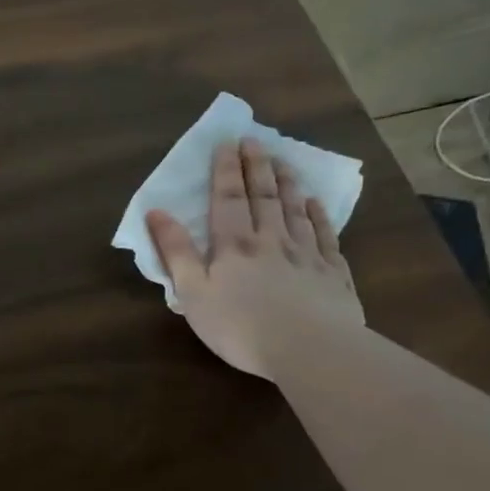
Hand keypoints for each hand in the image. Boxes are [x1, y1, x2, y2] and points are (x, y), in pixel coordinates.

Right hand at [146, 137, 361, 378]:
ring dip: (287, 184)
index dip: (225, 170)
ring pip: (295, 210)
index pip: (227, 199)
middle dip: (256, 167)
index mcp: (233, 245)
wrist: (310, 350)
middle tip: (255, 140)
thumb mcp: (193, 293)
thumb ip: (176, 252)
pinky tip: (316, 204)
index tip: (226, 143)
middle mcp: (271, 240)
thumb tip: (156, 212)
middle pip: (263, 197)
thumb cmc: (240, 326)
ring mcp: (306, 255)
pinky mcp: (333, 274)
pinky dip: (319, 216)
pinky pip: (326, 236)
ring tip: (283, 161)